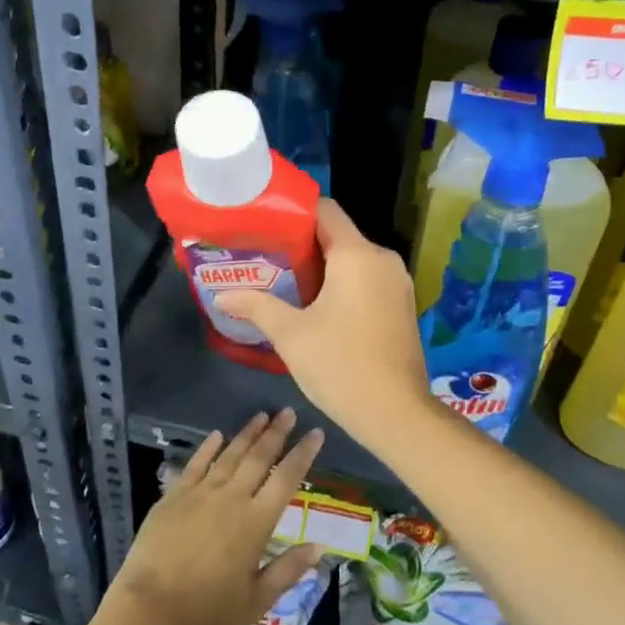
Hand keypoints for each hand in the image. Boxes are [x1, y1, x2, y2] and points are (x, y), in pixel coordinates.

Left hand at [109, 409, 324, 624]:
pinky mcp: (174, 496)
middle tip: (288, 412)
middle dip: (276, 433)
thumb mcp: (257, 601)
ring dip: (247, 433)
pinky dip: (208, 447)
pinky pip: (196, 463)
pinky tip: (217, 435)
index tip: (315, 433)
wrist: (150, 610)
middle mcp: (232, 498)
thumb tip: (319, 547)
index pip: (286, 478)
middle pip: (259, 457)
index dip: (303, 454)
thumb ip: (288, 570)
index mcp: (256, 522)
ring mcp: (200, 493)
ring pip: (229, 454)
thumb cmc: (208, 611)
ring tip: (261, 415)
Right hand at [217, 199, 434, 440]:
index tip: (265, 227)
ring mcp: (398, 284)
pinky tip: (317, 307)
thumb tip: (222, 295)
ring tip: (285, 283)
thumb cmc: (340, 365)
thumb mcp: (290, 334)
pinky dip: (343, 286)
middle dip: (302, 245)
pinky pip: (368, 281)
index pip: (325, 211)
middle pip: (338, 236)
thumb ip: (257, 306)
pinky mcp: (403, 307)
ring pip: (353, 261)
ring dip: (322, 269)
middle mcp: (383, 260)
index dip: (294, 213)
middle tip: (265, 258)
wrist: (396, 413)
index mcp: (357, 255)